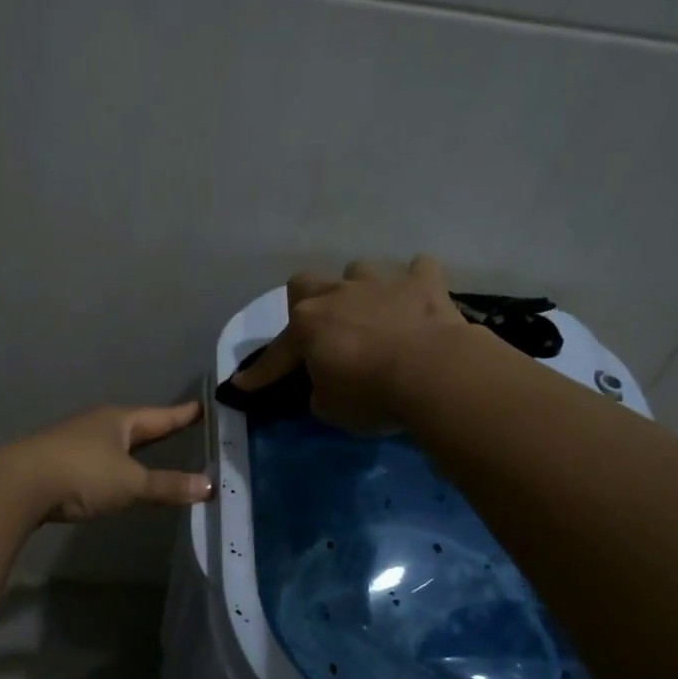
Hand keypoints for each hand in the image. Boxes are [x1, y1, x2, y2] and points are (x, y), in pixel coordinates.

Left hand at [2, 402, 213, 522]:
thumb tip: (208, 486)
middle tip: (182, 425)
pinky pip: (98, 458)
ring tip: (151, 449)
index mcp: (119, 420)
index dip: (182, 414)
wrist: (18, 484)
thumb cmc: (82, 474)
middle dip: (158, 428)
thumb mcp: (131, 483)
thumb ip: (168, 486)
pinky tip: (114, 473)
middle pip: (137, 425)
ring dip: (133, 446)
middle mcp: (97, 423)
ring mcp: (75, 440)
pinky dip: (113, 463)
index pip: (160, 416)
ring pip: (114, 440)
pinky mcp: (58, 460)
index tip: (202, 407)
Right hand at [232, 256, 475, 433]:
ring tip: (372, 313)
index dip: (260, 373)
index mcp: (307, 326)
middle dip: (307, 303)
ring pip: (358, 270)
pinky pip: (418, 270)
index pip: (276, 354)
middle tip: (321, 330)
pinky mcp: (424, 283)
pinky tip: (419, 300)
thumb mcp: (330, 408)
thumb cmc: (372, 395)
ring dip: (360, 290)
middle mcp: (337, 294)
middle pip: (305, 284)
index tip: (243, 385)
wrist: (434, 373)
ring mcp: (381, 282)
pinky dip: (416, 284)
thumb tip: (325, 382)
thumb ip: (320, 390)